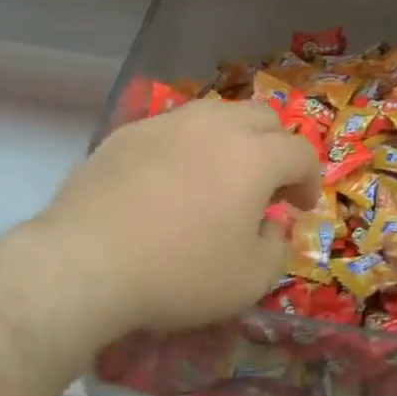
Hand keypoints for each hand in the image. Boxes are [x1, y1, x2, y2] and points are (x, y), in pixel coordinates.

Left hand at [33, 99, 320, 341]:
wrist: (87, 261)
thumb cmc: (179, 273)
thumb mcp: (249, 280)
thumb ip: (277, 247)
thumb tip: (271, 226)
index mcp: (253, 155)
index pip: (300, 151)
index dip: (309, 179)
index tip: (300, 207)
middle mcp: (213, 125)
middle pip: (261, 118)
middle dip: (275, 148)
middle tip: (266, 187)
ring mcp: (166, 123)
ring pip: (214, 115)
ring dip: (230, 141)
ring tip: (217, 179)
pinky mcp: (126, 132)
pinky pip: (171, 129)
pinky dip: (185, 148)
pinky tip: (168, 182)